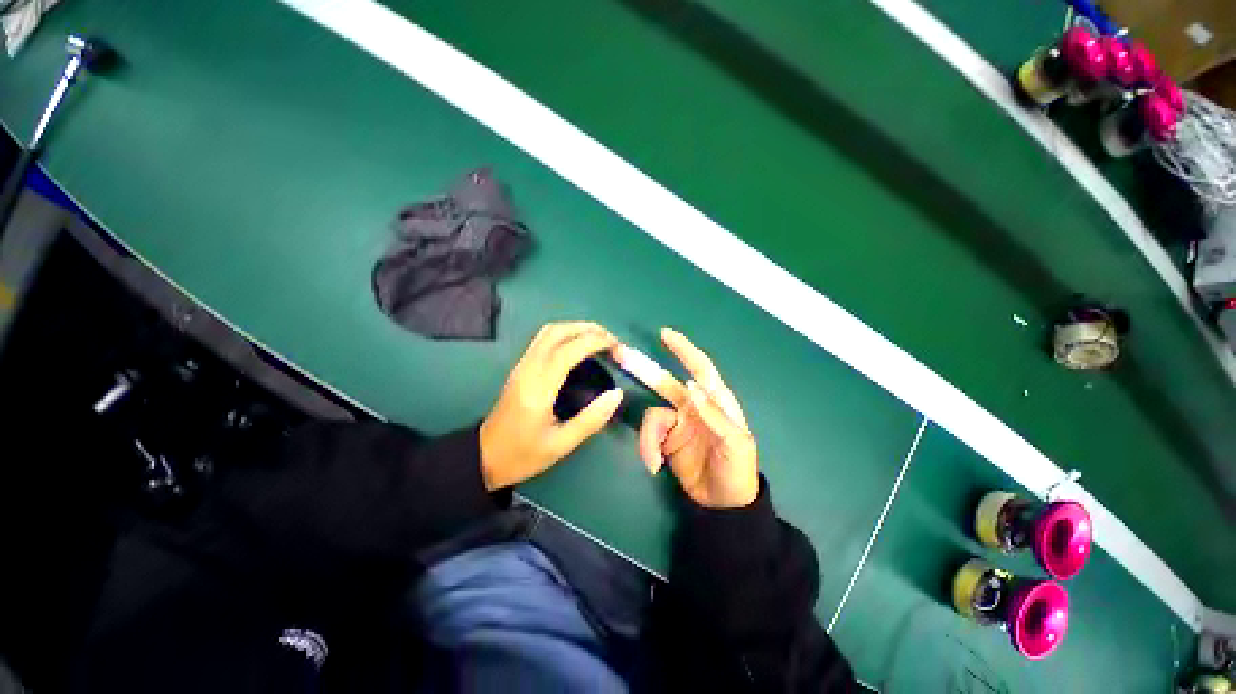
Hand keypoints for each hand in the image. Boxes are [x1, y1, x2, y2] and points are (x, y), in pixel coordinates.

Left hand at [480, 322, 623, 490]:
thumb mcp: (561, 445)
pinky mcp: (520, 367)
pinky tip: (579, 346)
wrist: (484, 457)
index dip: (594, 342)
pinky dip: (566, 334)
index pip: (568, 351)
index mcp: (538, 389)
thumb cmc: (523, 455)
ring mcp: (521, 365)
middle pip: (557, 332)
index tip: (616, 347)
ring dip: (576, 328)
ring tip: (599, 339)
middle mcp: (528, 369)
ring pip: (548, 331)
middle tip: (611, 340)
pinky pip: (544, 339)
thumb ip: (591, 419)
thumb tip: (617, 393)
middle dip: (588, 329)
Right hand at [616, 328, 758, 508]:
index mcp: (715, 402)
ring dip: (648, 436)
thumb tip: (691, 387)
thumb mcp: (736, 444)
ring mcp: (676, 422)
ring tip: (653, 459)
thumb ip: (715, 415)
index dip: (684, 350)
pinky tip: (654, 464)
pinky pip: (648, 434)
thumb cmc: (737, 470)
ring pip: (651, 415)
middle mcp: (692, 406)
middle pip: (665, 382)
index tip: (666, 334)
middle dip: (644, 368)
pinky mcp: (664, 439)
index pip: (700, 369)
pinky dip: (647, 447)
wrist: (722, 504)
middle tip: (621, 354)